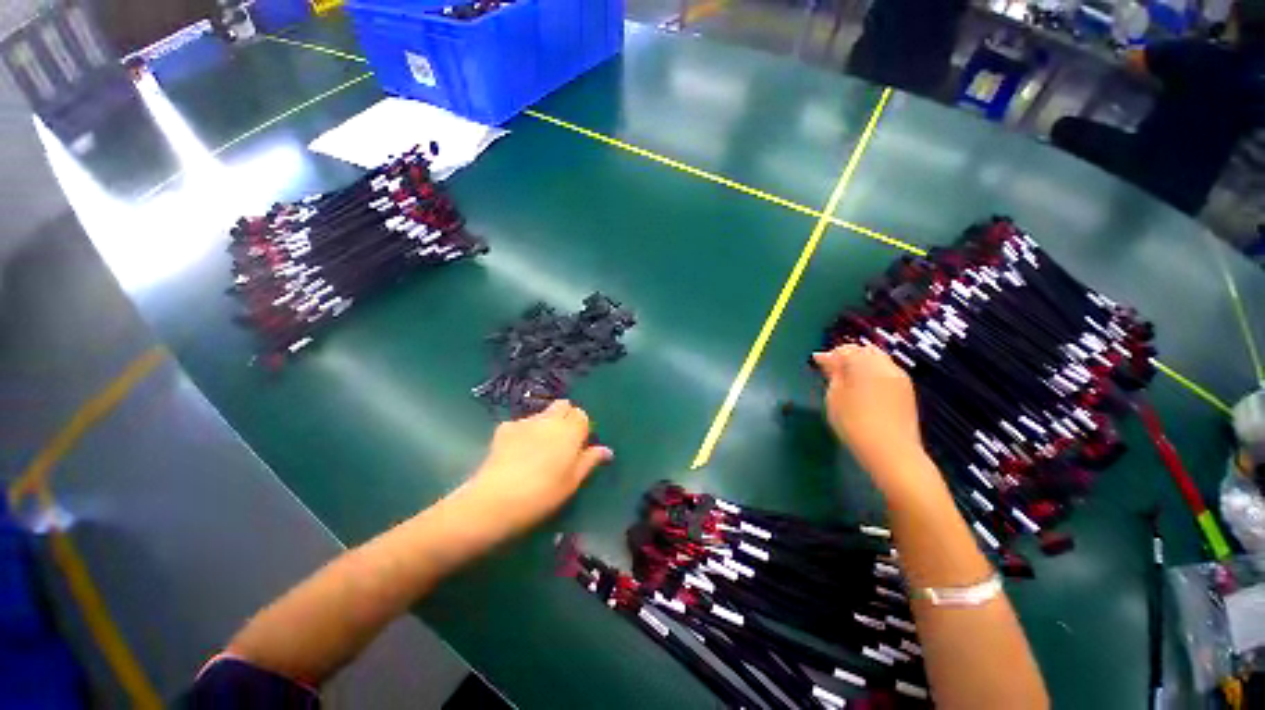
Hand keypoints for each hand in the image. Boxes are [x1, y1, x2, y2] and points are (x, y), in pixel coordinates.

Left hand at [461, 400, 612, 536]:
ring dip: (546, 423)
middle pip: (563, 405)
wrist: (496, 500)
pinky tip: (517, 451)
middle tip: (562, 442)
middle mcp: (550, 419)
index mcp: (570, 431)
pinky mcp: (504, 428)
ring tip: (538, 448)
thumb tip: (606, 450)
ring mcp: (525, 421)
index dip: (581, 428)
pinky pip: (521, 423)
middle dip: (566, 417)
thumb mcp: (572, 482)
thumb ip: (589, 461)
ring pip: (542, 413)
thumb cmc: (542, 494)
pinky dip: (524, 431)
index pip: (582, 415)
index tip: (578, 446)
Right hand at [813, 344, 929, 493]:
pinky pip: (887, 372)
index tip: (817, 363)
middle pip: (864, 351)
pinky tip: (864, 389)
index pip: (844, 350)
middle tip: (831, 370)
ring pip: (878, 360)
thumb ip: (833, 374)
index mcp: (864, 363)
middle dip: (847, 356)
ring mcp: (899, 377)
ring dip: (861, 364)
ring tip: (847, 380)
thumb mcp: (834, 397)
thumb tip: (827, 358)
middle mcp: (885, 365)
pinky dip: (873, 374)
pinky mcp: (907, 391)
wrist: (892, 452)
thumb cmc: (854, 423)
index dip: (829, 355)